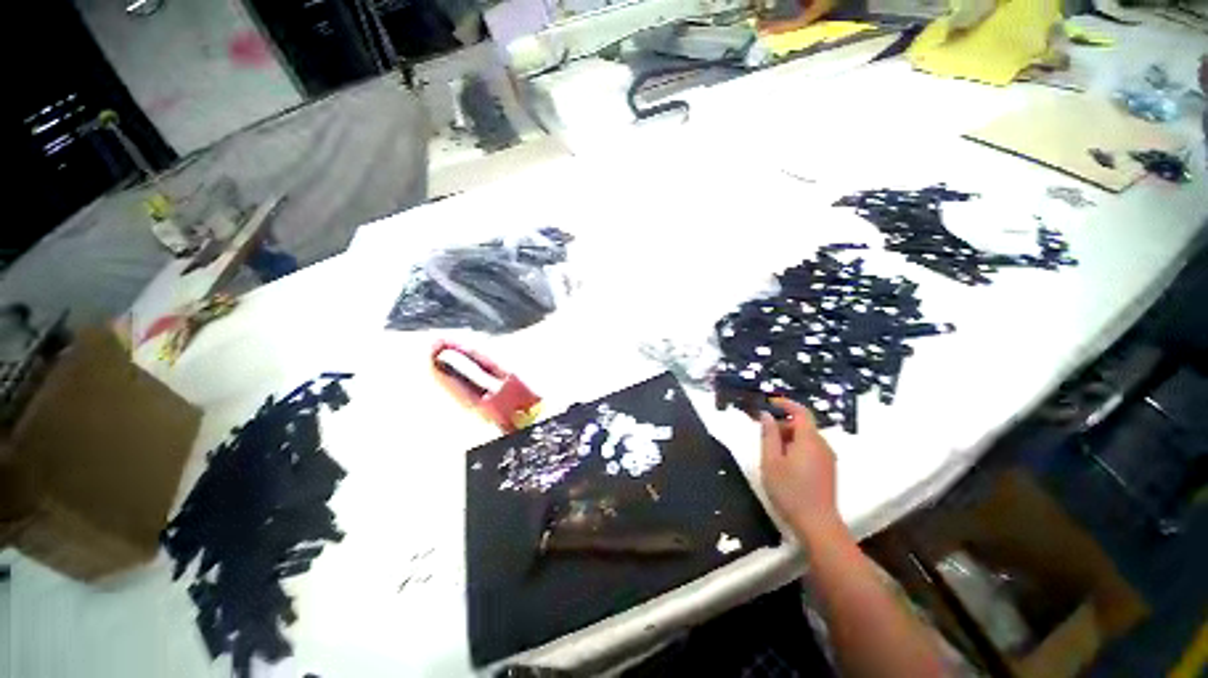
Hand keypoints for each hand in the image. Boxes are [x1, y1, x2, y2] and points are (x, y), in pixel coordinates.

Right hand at [760, 399, 840, 537]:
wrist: (818, 525)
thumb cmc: (789, 491)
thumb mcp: (771, 461)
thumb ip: (769, 435)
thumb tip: (766, 415)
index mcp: (809, 440)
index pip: (800, 412)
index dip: (785, 404)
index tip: (769, 402)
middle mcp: (823, 445)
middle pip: (803, 425)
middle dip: (783, 424)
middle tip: (763, 433)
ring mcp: (828, 458)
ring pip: (807, 438)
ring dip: (788, 437)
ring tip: (771, 450)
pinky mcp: (828, 470)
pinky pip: (811, 449)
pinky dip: (797, 447)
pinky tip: (785, 463)